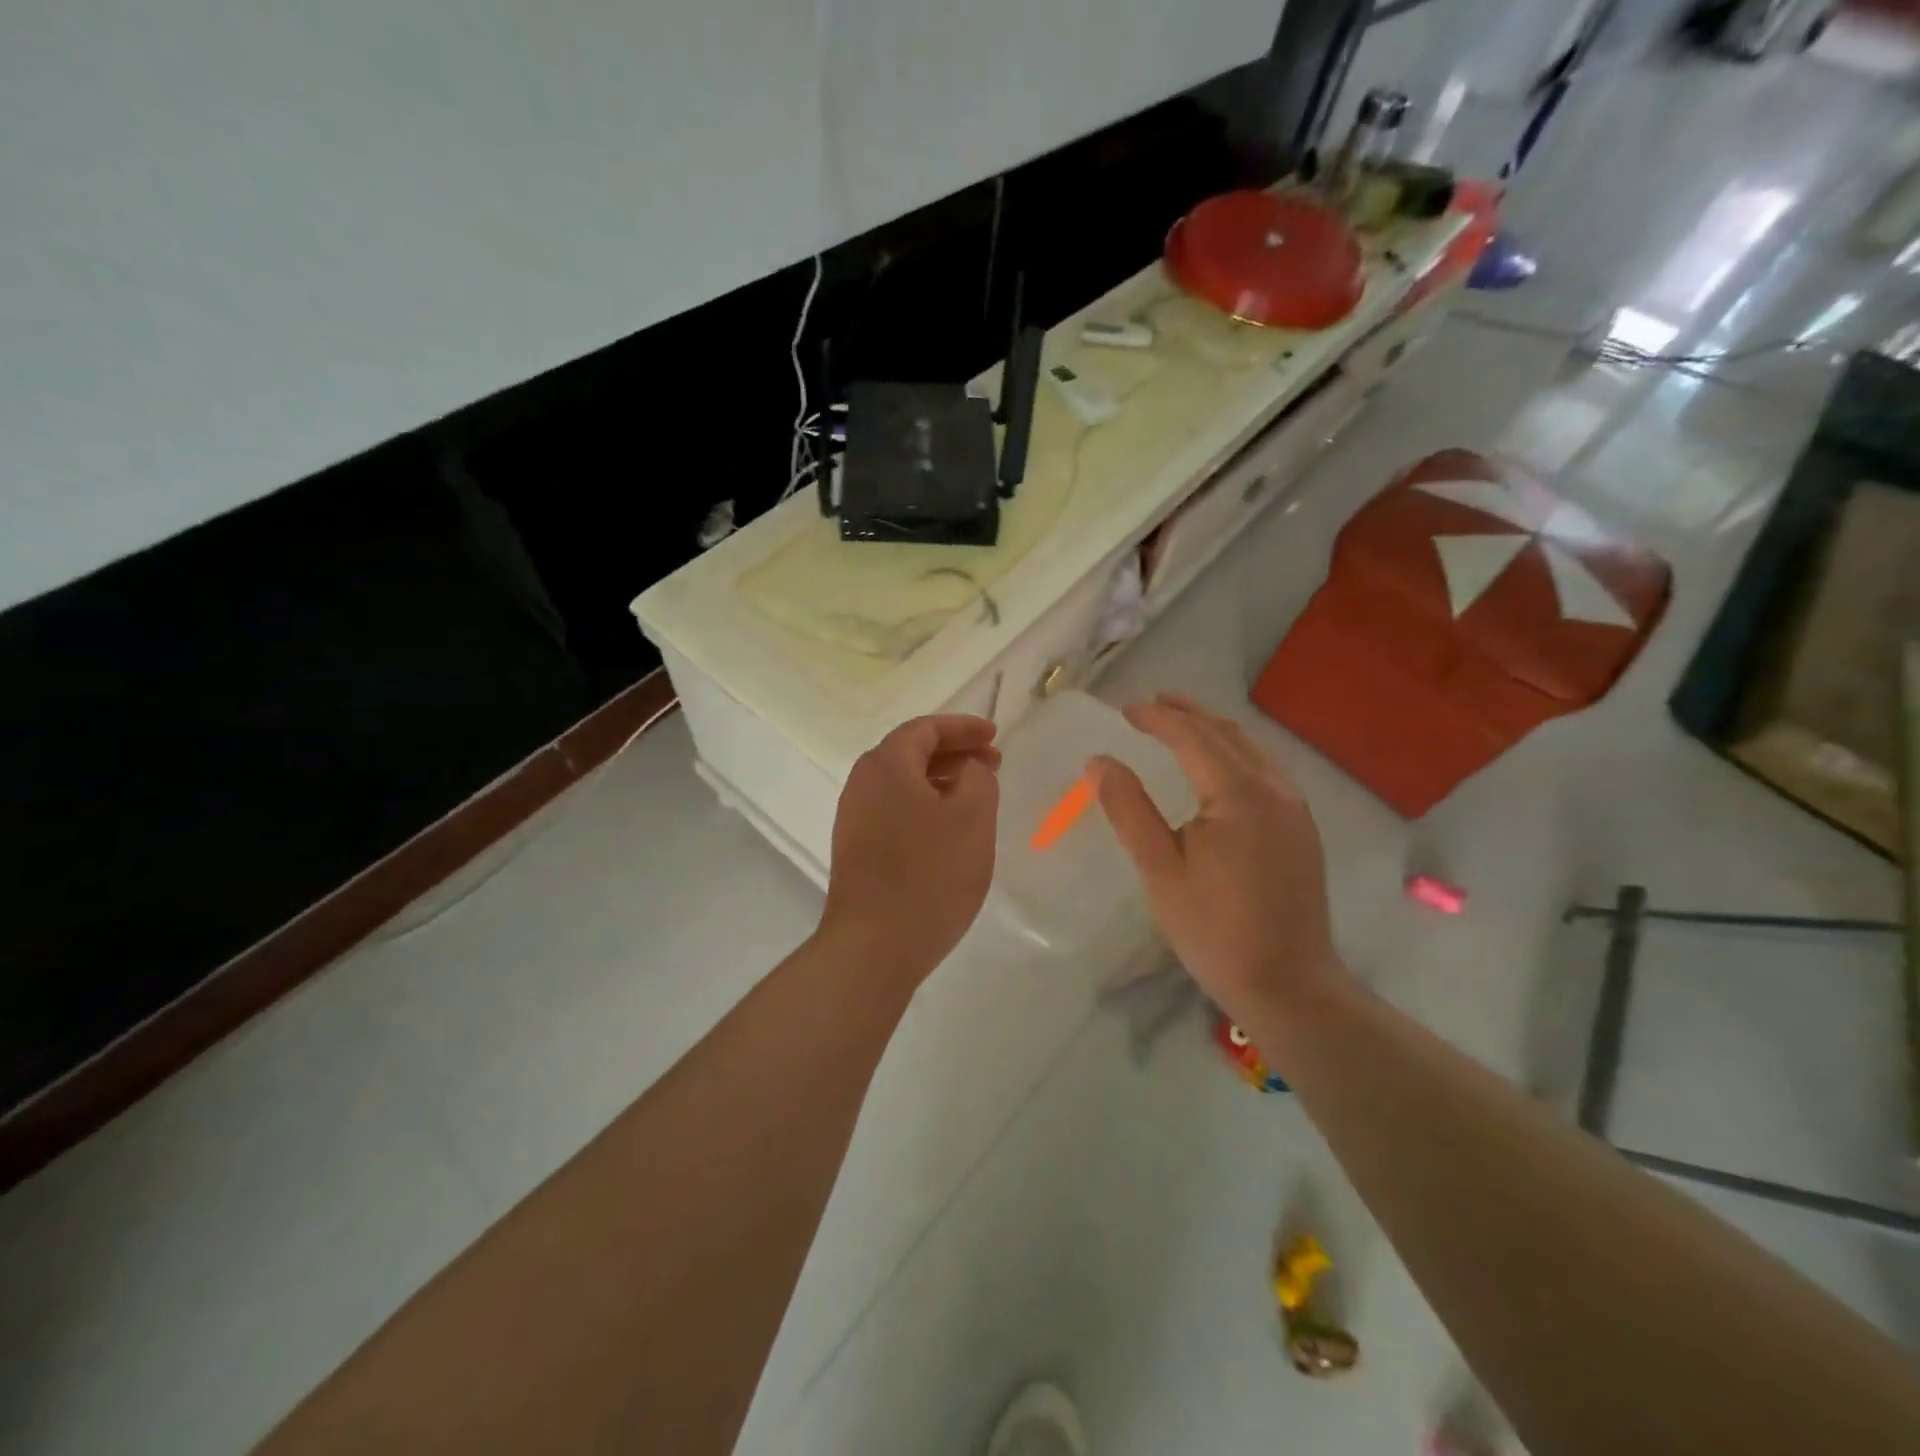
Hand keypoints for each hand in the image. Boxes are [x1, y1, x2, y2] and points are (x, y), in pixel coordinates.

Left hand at [820, 714, 1000, 983]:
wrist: (874, 946)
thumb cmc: (930, 874)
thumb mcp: (973, 818)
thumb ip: (978, 778)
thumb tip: (968, 768)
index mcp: (886, 765)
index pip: (925, 729)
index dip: (963, 727)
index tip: (995, 735)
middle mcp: (862, 784)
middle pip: (910, 753)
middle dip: (954, 753)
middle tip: (992, 764)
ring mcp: (854, 818)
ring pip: (902, 784)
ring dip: (941, 781)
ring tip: (976, 797)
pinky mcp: (856, 850)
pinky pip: (895, 810)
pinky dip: (925, 806)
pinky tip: (948, 831)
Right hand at [1091, 694, 1345, 1029]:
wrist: (1289, 984)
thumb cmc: (1214, 930)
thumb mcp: (1160, 870)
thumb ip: (1128, 809)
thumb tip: (1099, 761)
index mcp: (1238, 795)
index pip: (1193, 738)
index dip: (1158, 719)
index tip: (1125, 710)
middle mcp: (1274, 790)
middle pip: (1227, 735)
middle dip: (1189, 713)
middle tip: (1153, 702)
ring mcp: (1295, 810)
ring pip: (1251, 751)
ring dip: (1214, 731)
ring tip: (1183, 723)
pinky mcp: (1302, 830)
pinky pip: (1266, 771)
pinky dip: (1235, 754)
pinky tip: (1220, 766)